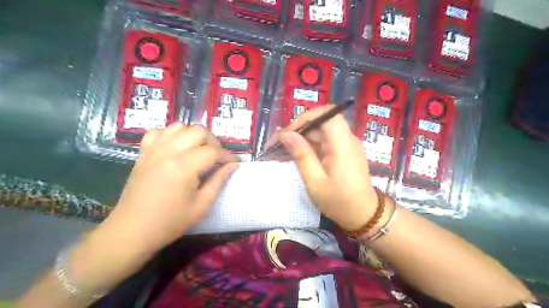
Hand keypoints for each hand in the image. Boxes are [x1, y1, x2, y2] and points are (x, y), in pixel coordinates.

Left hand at [97, 123, 237, 252]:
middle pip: (198, 131)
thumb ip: (219, 181)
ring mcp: (154, 150)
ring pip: (179, 126)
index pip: (213, 151)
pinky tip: (176, 147)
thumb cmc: (170, 221)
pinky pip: (159, 132)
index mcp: (184, 166)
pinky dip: (172, 134)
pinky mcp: (143, 153)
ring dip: (194, 135)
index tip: (234, 163)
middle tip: (217, 157)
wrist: (132, 230)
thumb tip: (233, 165)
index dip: (228, 156)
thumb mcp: (202, 205)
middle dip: (213, 141)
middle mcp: (169, 152)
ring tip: (199, 150)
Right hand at [268, 106, 379, 230]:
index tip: (287, 132)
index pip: (326, 114)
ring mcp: (345, 145)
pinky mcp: (342, 152)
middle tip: (276, 145)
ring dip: (300, 139)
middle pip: (320, 123)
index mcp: (342, 144)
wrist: (363, 215)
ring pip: (319, 133)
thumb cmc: (339, 202)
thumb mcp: (315, 181)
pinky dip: (308, 147)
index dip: (305, 118)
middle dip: (297, 130)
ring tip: (280, 151)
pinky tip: (294, 156)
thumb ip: (301, 155)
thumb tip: (285, 134)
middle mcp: (346, 139)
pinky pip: (323, 142)